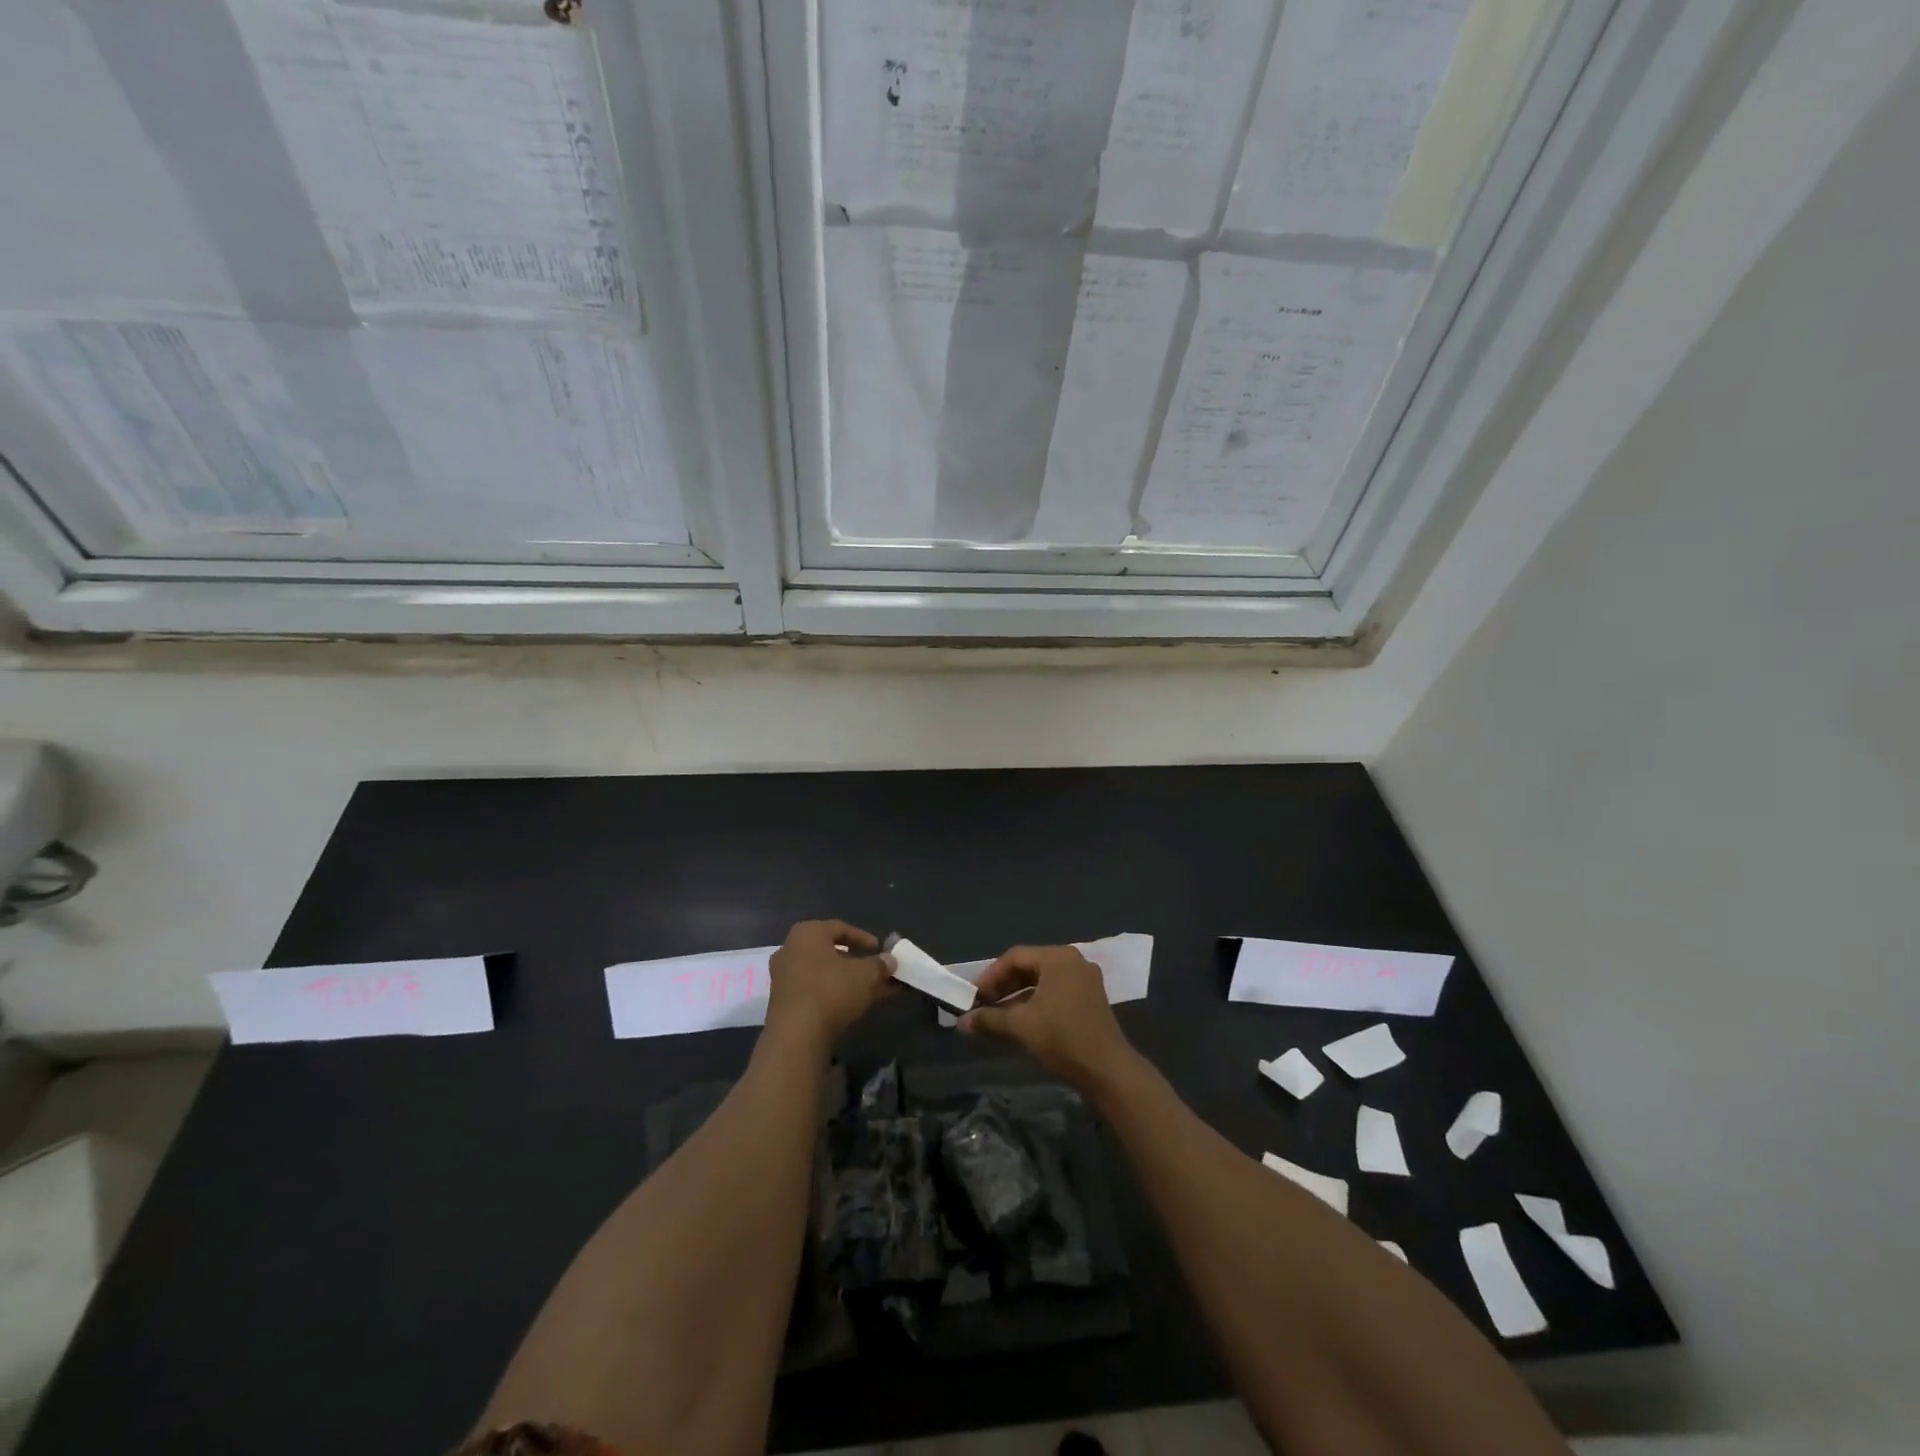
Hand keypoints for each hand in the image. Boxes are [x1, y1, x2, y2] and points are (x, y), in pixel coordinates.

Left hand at [765, 919, 894, 1049]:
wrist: (796, 1036)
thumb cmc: (831, 991)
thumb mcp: (866, 975)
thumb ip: (880, 964)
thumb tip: (890, 960)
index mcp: (807, 933)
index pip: (840, 928)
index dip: (863, 938)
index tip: (880, 949)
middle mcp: (791, 950)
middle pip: (831, 952)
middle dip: (858, 963)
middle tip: (877, 971)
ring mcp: (784, 977)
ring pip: (825, 974)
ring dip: (849, 980)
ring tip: (874, 990)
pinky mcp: (783, 1003)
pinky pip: (815, 990)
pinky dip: (835, 993)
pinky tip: (856, 1004)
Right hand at [958, 945, 1135, 1091]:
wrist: (1108, 1070)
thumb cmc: (1063, 1038)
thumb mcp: (1021, 1026)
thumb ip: (989, 1019)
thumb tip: (961, 1022)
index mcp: (1057, 958)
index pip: (1015, 957)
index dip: (990, 976)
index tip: (974, 996)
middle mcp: (1073, 961)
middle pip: (1029, 966)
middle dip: (1003, 985)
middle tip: (983, 1004)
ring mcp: (1084, 979)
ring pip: (1041, 980)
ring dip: (1017, 995)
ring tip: (997, 1014)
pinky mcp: (1090, 997)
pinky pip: (1055, 990)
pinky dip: (1035, 1001)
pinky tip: (1021, 1019)